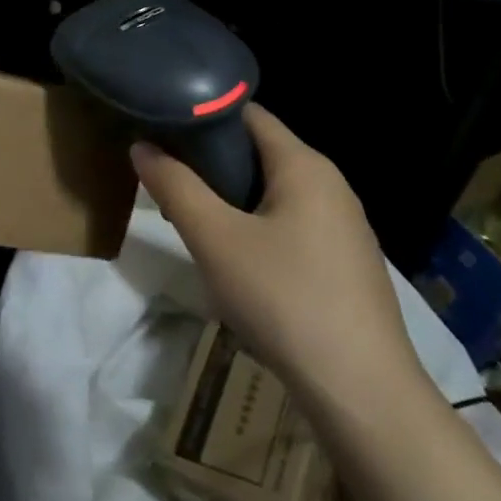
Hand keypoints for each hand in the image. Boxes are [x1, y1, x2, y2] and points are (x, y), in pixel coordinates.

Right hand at [129, 105, 420, 394]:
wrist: (358, 386)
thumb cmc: (282, 297)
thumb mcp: (214, 239)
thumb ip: (175, 187)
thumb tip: (141, 146)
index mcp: (305, 166)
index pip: (248, 115)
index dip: (201, 115)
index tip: (159, 128)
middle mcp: (330, 185)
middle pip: (259, 153)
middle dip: (208, 164)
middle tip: (165, 183)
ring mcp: (341, 225)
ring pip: (270, 193)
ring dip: (227, 200)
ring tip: (188, 222)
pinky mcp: (342, 261)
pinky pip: (287, 225)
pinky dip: (252, 228)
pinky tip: (232, 262)